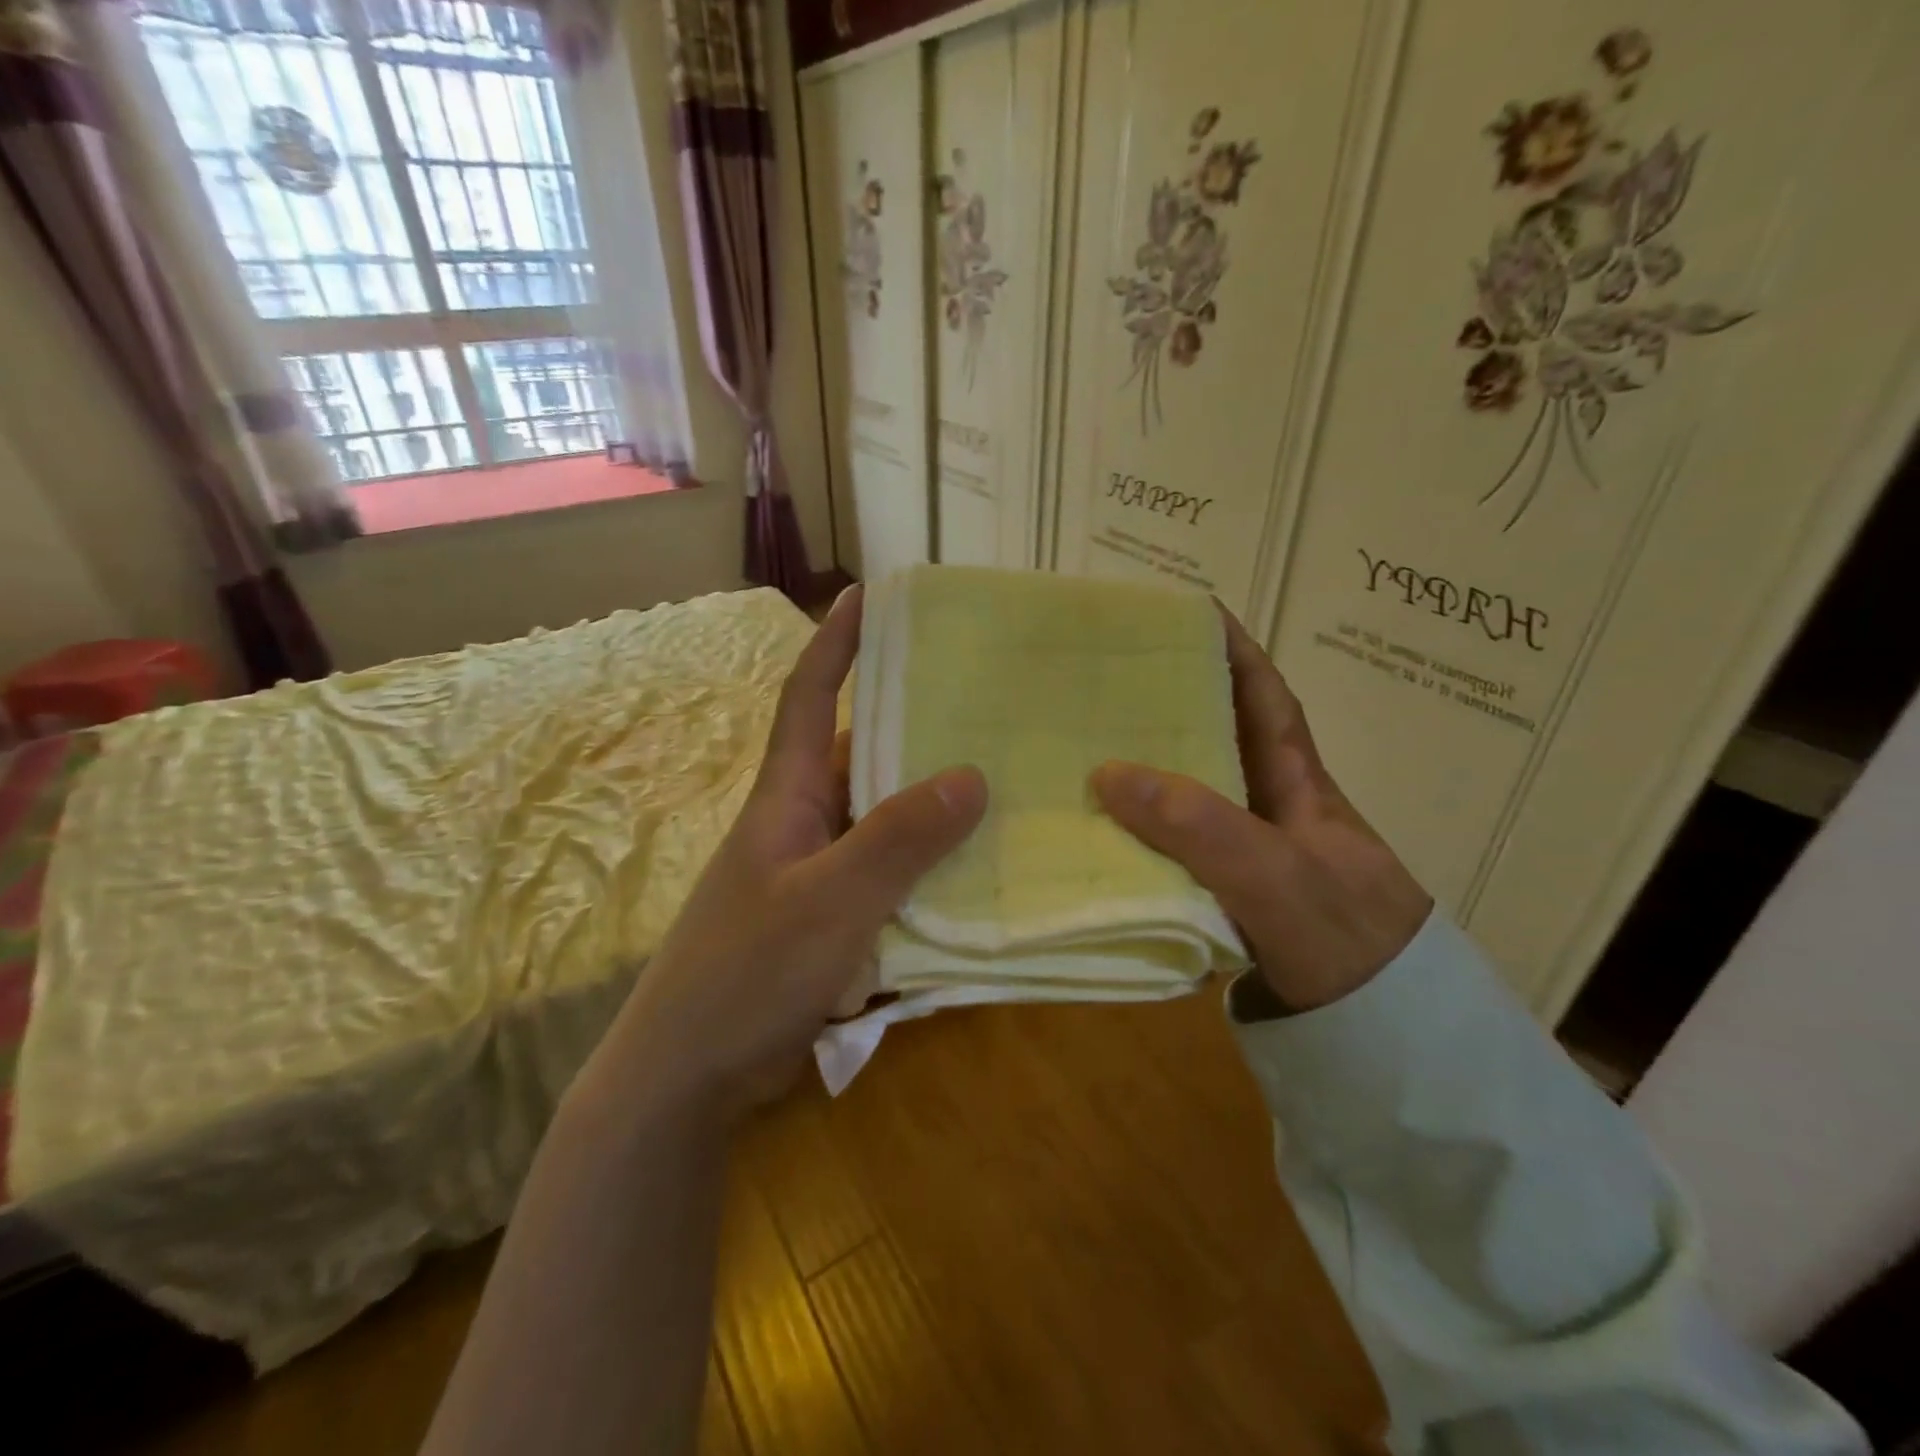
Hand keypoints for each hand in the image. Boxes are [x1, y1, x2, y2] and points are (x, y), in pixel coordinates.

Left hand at [598, 587, 986, 1119]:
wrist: (689, 1075)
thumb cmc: (746, 973)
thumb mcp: (829, 902)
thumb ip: (897, 840)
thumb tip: (971, 775)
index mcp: (786, 797)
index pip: (808, 697)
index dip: (835, 643)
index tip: (869, 595)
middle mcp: (802, 822)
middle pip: (861, 755)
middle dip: (912, 724)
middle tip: (983, 701)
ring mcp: (816, 873)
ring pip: (882, 818)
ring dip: (929, 803)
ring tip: (1001, 780)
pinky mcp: (831, 918)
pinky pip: (889, 873)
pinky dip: (926, 866)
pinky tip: (975, 871)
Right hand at [1091, 606, 1431, 1012]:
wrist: (1381, 1043)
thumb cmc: (1344, 944)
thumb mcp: (1280, 877)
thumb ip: (1202, 828)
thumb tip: (1107, 773)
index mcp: (1299, 784)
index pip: (1266, 698)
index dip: (1233, 651)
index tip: (1185, 613)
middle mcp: (1270, 811)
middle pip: (1217, 739)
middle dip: (1169, 704)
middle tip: (1102, 683)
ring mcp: (1246, 857)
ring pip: (1187, 797)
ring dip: (1143, 772)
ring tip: (1079, 747)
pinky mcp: (1223, 899)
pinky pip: (1170, 849)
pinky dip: (1137, 834)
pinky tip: (1096, 833)